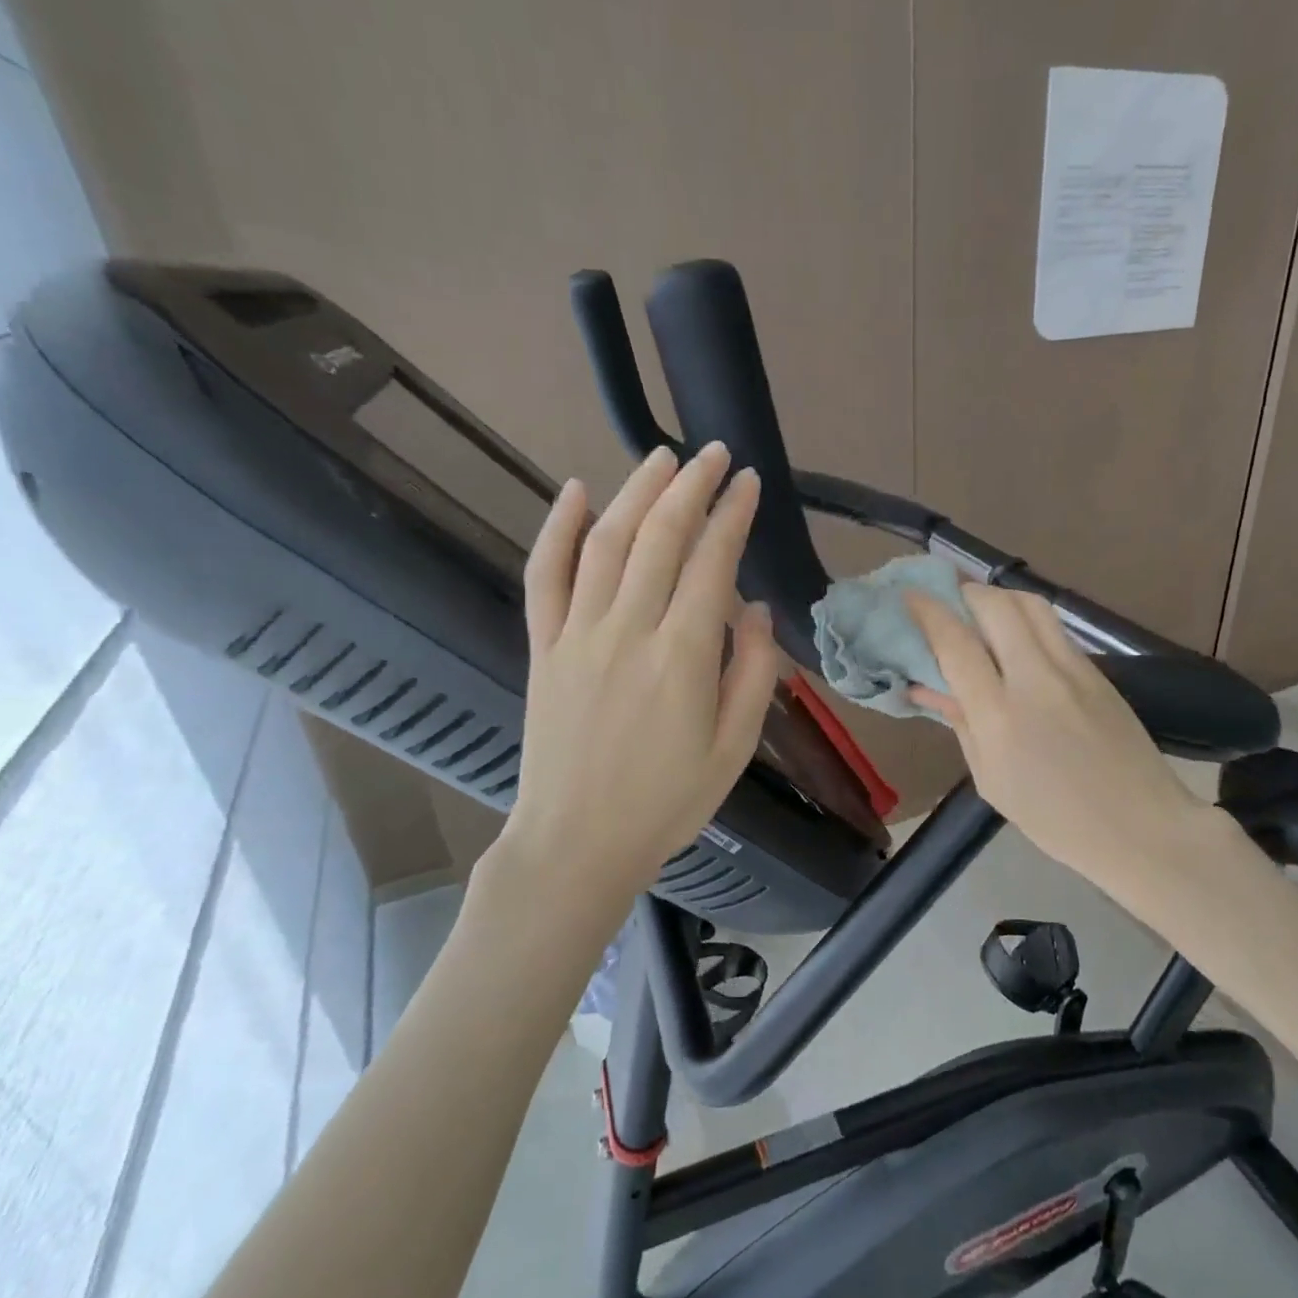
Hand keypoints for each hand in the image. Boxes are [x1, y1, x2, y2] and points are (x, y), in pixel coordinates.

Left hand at [498, 443, 776, 917]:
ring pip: (606, 542)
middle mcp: (628, 631)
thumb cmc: (667, 803)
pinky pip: (544, 576)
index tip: (748, 483)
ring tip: (661, 458)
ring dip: (636, 492)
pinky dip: (557, 529)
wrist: (577, 843)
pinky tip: (575, 491)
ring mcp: (577, 635)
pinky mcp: (543, 648)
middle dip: (691, 486)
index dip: (732, 515)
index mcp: (682, 658)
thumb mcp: (733, 749)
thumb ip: (752, 674)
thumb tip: (755, 609)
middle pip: (660, 537)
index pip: (712, 563)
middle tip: (712, 454)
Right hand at [907, 587, 1206, 886]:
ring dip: (998, 598)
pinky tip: (1016, 641)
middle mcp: (1036, 679)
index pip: (956, 643)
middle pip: (996, 605)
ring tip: (981, 613)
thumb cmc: (1054, 819)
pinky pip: (1055, 628)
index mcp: (1000, 716)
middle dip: (964, 593)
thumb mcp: (992, 780)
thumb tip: (929, 686)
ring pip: (1031, 605)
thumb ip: (961, 724)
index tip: (909, 596)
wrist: (1141, 827)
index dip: (928, 612)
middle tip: (946, 603)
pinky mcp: (1099, 671)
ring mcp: (1074, 669)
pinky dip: (1026, 620)